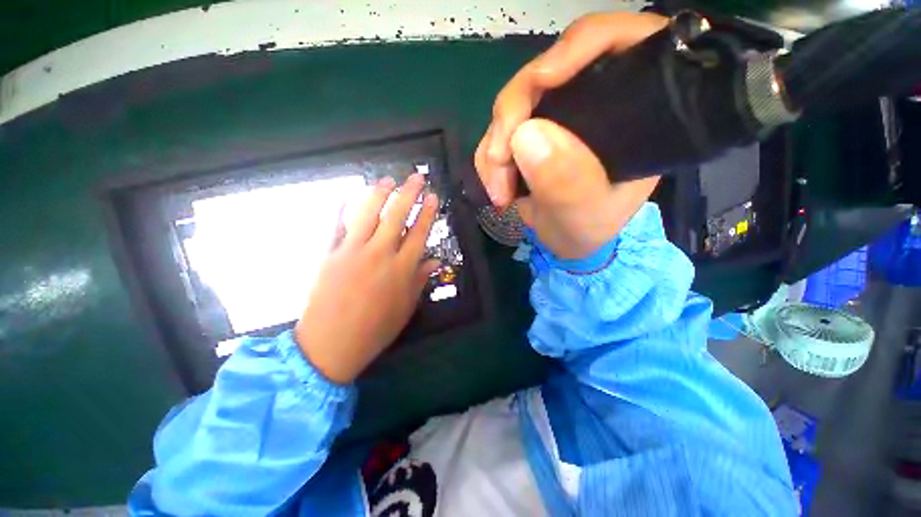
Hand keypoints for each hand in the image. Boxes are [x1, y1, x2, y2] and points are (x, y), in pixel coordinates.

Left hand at [294, 174, 439, 383]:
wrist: (331, 344)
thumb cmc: (376, 329)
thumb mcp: (406, 308)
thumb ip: (420, 280)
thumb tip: (435, 261)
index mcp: (401, 269)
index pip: (419, 233)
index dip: (427, 213)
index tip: (433, 197)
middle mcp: (380, 254)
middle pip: (397, 216)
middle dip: (408, 194)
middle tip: (416, 177)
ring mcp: (352, 251)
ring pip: (368, 214)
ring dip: (379, 194)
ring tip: (387, 180)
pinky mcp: (329, 254)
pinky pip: (336, 226)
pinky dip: (341, 208)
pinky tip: (346, 194)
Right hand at [475, 12, 667, 259]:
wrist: (566, 242)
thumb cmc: (588, 229)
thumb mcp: (585, 215)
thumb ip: (566, 183)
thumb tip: (524, 136)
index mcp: (631, 111)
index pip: (616, 43)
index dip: (577, 46)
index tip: (542, 80)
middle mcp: (591, 103)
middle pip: (544, 74)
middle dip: (511, 117)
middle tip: (499, 163)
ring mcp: (556, 117)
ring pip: (511, 106)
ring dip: (495, 148)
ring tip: (500, 192)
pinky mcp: (530, 133)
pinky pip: (497, 132)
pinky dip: (489, 159)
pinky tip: (497, 187)